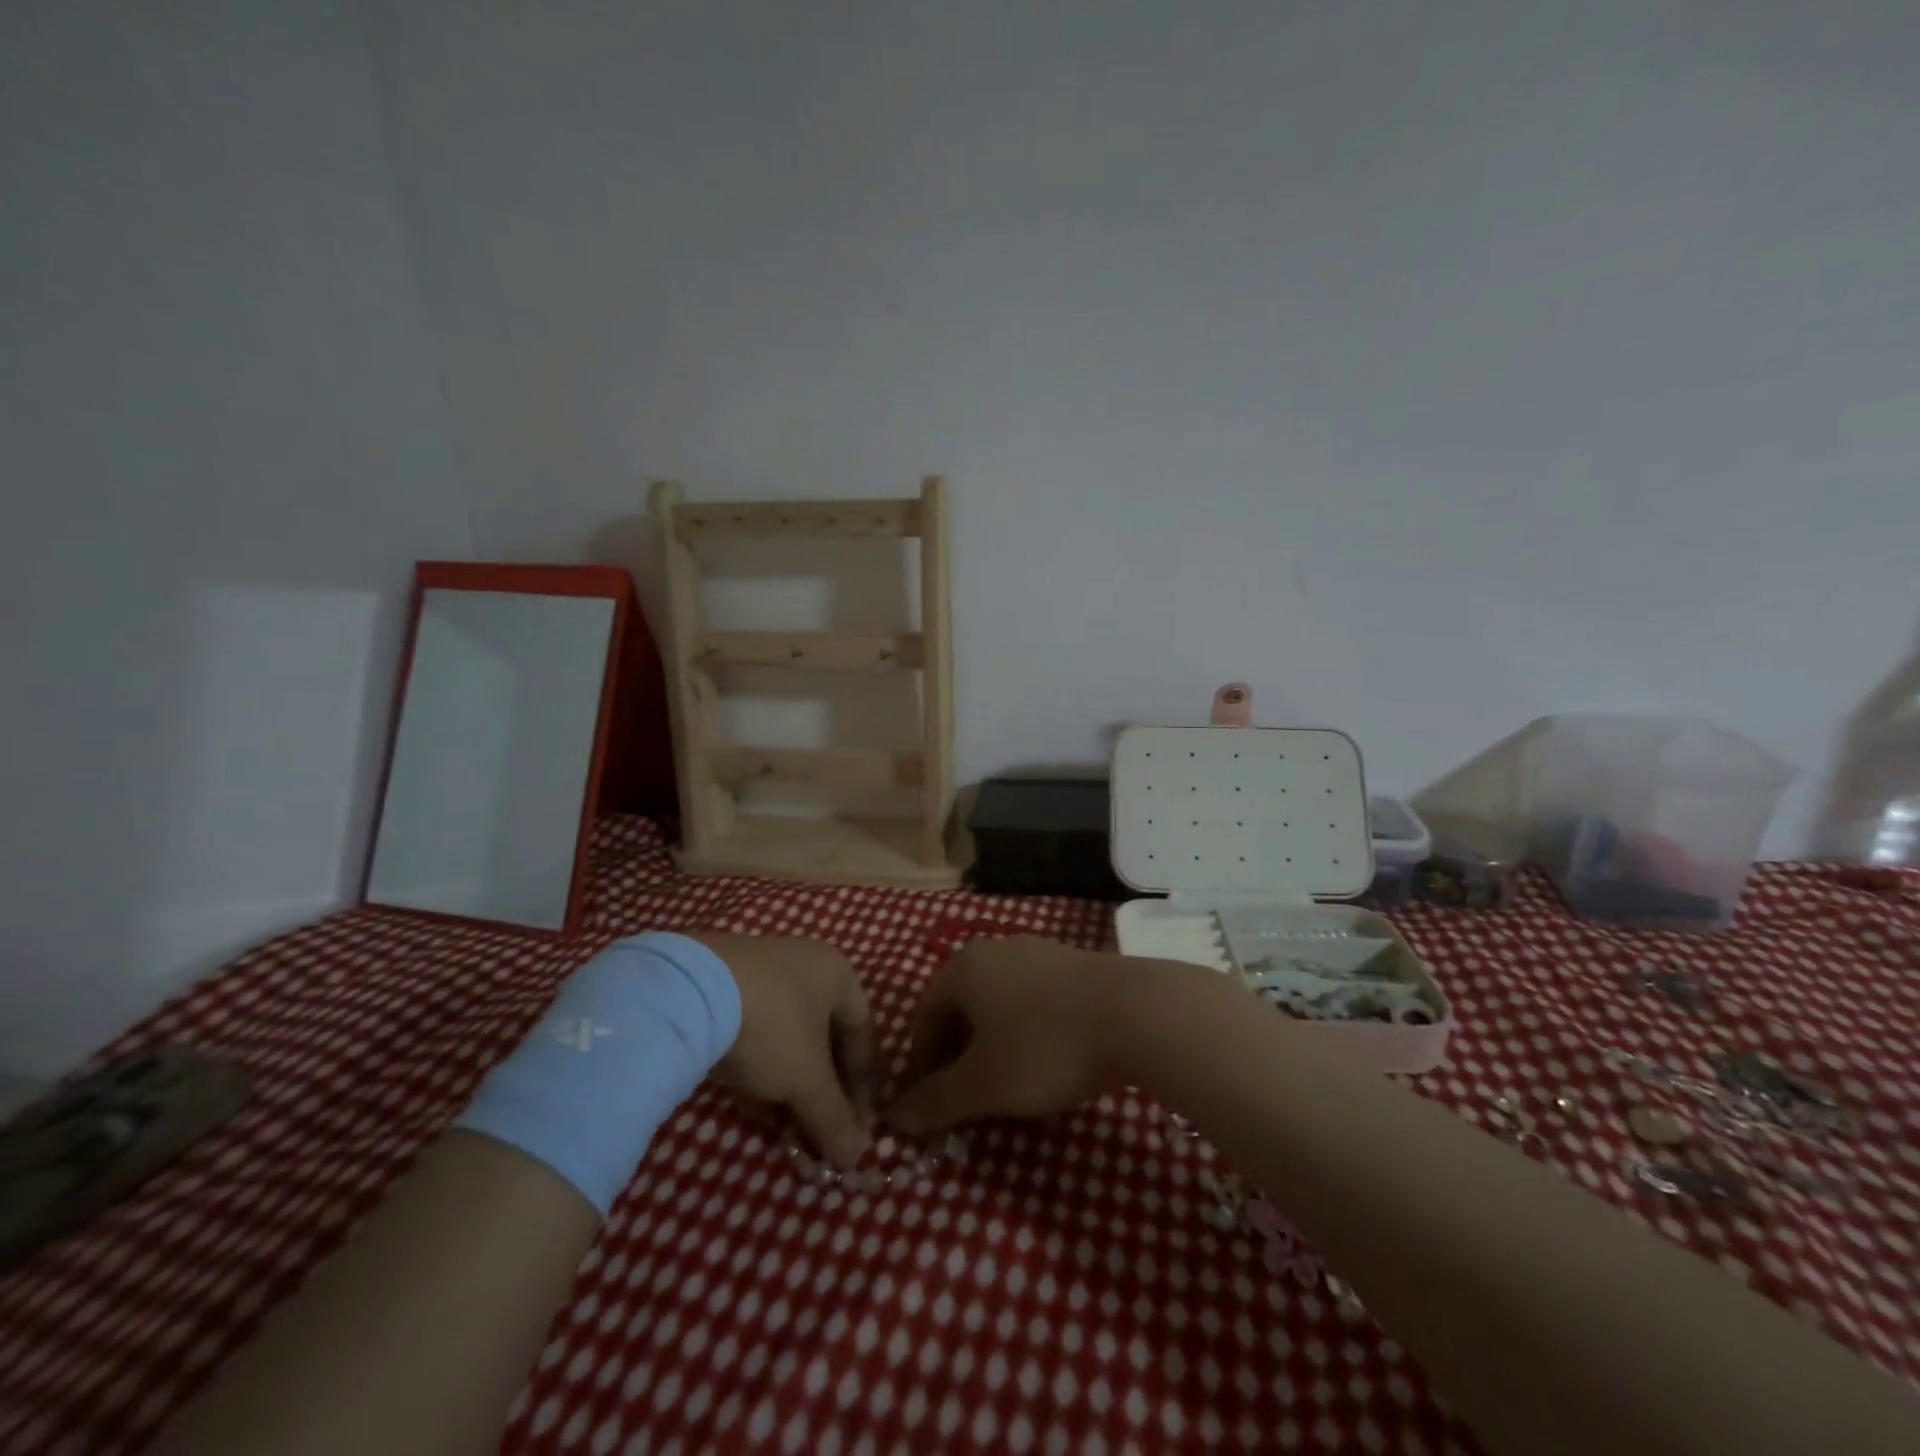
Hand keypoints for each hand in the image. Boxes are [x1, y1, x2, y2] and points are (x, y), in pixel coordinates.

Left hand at [691, 934, 877, 1166]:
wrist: (686, 992)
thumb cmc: (770, 1027)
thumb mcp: (806, 1081)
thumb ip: (835, 1118)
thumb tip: (857, 1156)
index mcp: (837, 973)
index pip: (864, 1033)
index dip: (865, 1083)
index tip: (858, 1124)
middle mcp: (805, 964)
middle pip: (826, 1035)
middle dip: (824, 1088)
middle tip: (821, 1129)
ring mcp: (762, 970)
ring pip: (788, 1036)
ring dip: (791, 1083)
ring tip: (785, 1125)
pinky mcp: (724, 984)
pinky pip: (756, 1031)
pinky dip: (760, 1069)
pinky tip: (751, 1105)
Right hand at [887, 936, 1126, 1135]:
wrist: (1137, 1013)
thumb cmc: (1045, 1046)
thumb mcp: (984, 1085)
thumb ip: (936, 1101)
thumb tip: (894, 1118)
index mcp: (964, 967)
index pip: (923, 1013)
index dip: (920, 1060)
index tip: (929, 1100)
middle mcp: (996, 949)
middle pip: (961, 1004)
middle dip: (956, 1052)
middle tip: (965, 1096)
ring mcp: (1039, 951)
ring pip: (998, 1000)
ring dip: (992, 1042)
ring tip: (1006, 1082)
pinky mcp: (1074, 963)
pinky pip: (1033, 998)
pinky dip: (1025, 1029)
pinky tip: (1047, 1059)